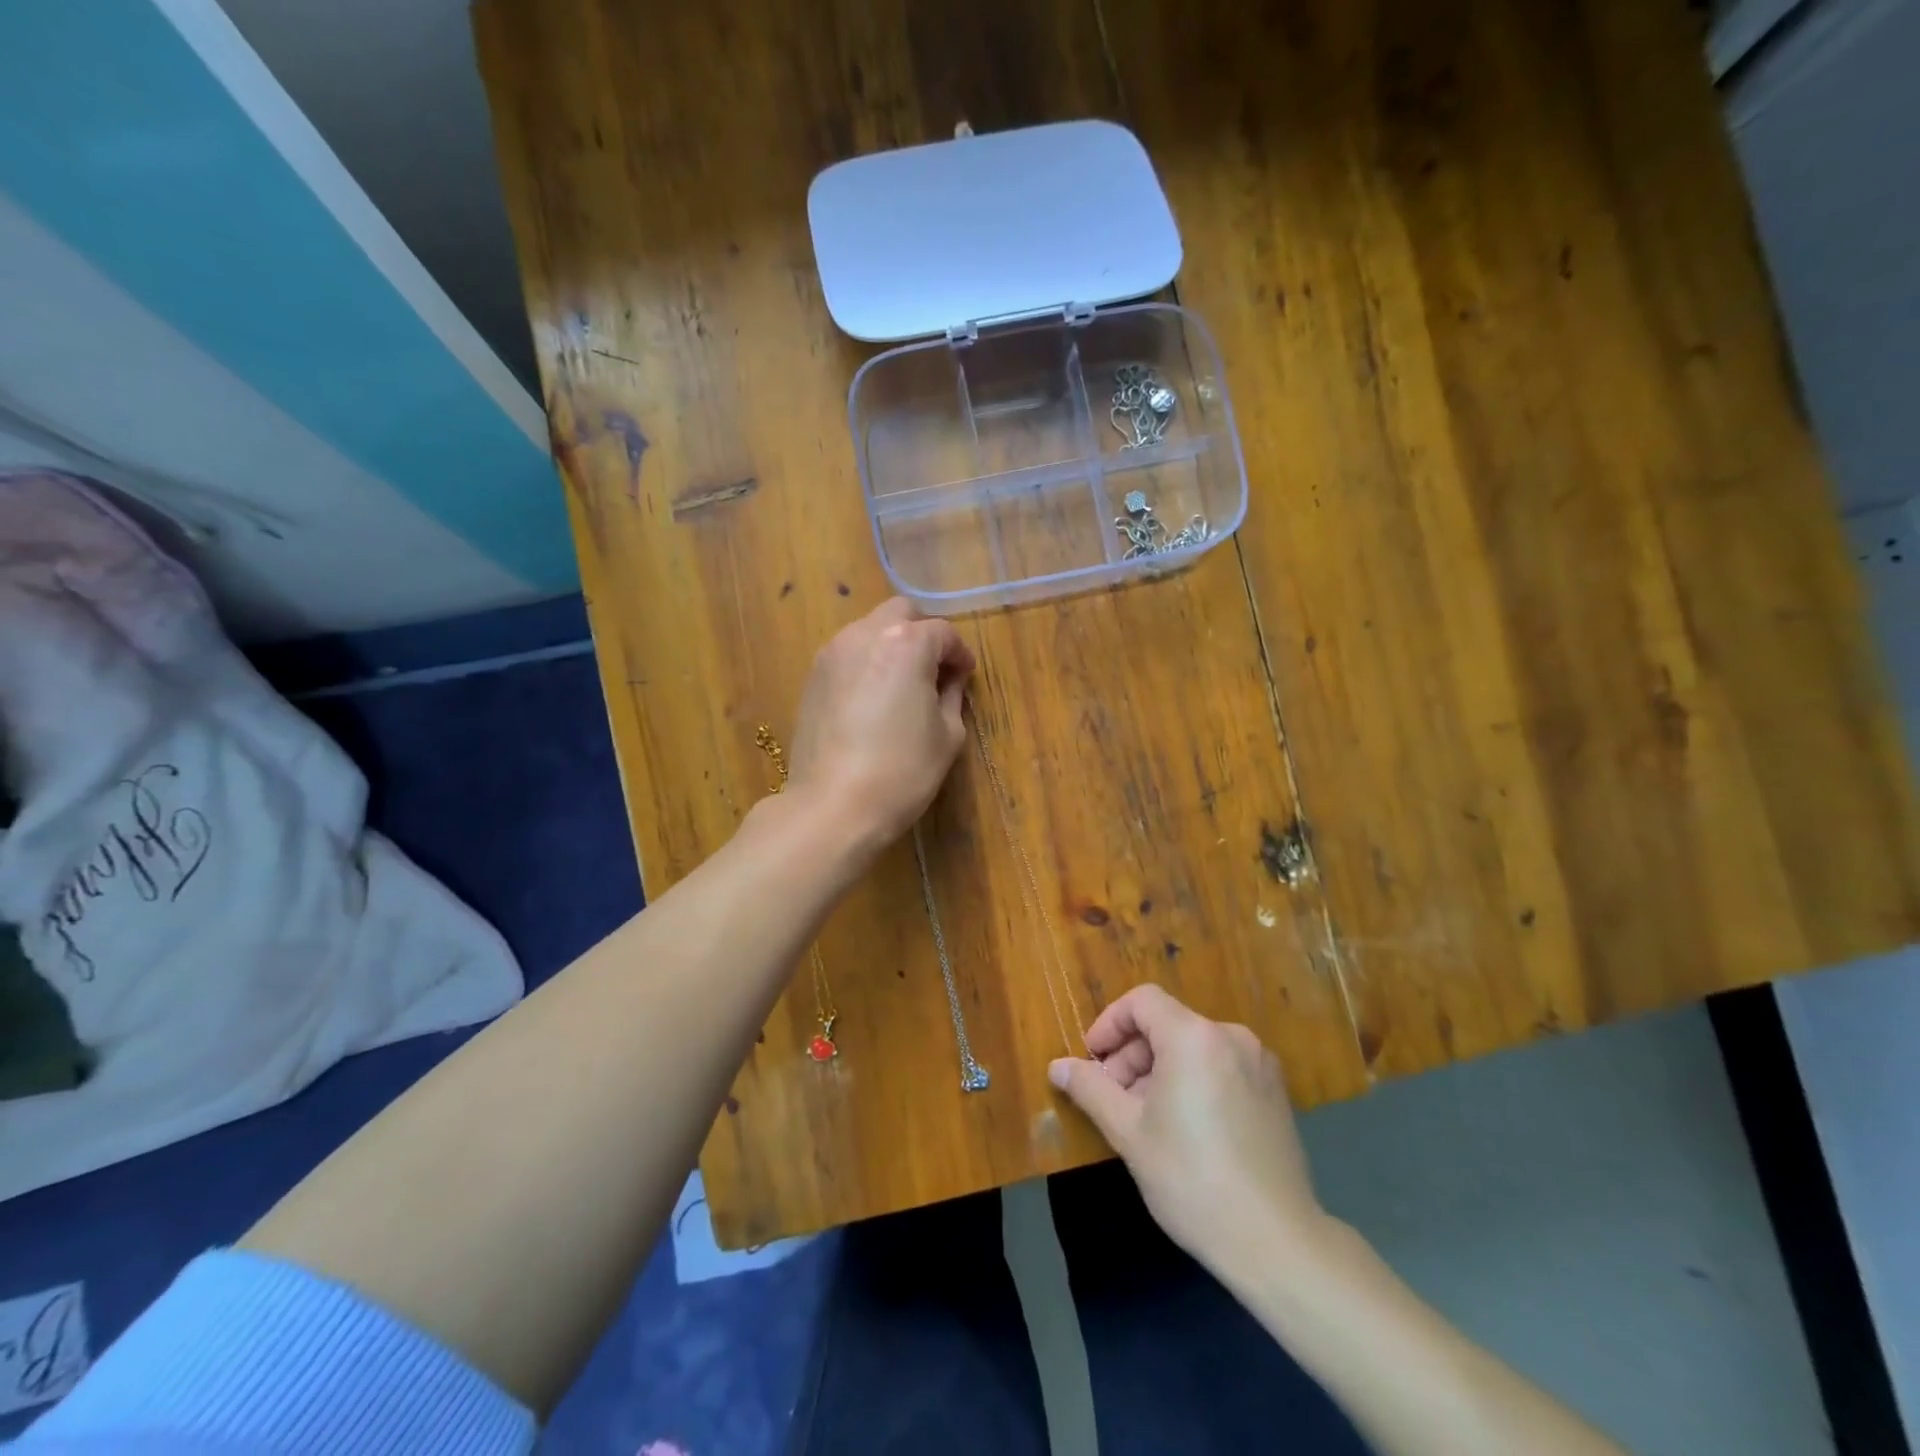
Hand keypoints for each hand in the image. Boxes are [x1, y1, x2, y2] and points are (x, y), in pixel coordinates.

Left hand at [786, 597, 974, 854]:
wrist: (833, 805)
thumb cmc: (902, 771)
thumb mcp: (948, 735)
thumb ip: (952, 694)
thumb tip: (949, 679)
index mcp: (906, 643)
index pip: (943, 633)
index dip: (960, 655)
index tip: (965, 678)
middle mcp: (865, 634)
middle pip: (901, 613)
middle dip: (922, 634)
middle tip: (934, 671)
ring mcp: (832, 653)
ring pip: (869, 630)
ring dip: (891, 646)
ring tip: (901, 686)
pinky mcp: (812, 677)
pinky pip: (847, 654)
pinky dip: (866, 664)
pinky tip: (871, 700)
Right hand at [1049, 984, 1331, 1279]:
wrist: (1277, 1242)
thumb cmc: (1191, 1179)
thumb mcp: (1129, 1133)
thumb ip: (1090, 1089)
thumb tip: (1057, 1067)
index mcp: (1194, 1037)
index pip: (1142, 1002)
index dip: (1110, 1024)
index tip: (1092, 1061)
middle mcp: (1230, 1037)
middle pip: (1167, 1024)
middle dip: (1132, 1055)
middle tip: (1112, 1099)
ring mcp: (1259, 1063)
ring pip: (1192, 1047)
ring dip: (1159, 1070)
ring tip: (1144, 1118)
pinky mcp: (1275, 1092)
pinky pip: (1219, 1066)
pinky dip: (1192, 1080)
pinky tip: (1183, 1128)